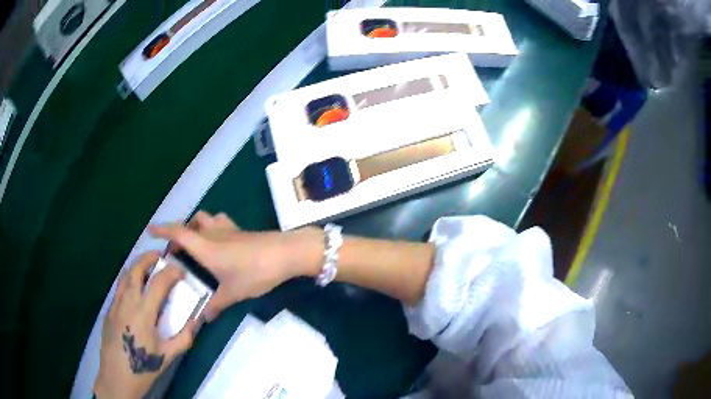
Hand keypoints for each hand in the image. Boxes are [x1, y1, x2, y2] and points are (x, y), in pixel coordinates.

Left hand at [94, 252, 197, 398]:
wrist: (117, 377)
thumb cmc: (144, 368)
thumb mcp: (168, 356)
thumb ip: (184, 337)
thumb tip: (196, 321)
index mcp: (143, 312)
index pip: (158, 282)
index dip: (172, 272)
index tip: (181, 271)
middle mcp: (127, 302)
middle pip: (135, 268)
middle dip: (149, 258)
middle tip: (160, 257)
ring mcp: (115, 304)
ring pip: (124, 276)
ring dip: (137, 267)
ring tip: (148, 270)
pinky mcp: (108, 311)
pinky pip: (119, 290)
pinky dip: (128, 282)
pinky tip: (135, 295)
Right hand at [149, 211, 322, 321]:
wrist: (285, 254)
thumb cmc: (254, 273)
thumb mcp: (232, 293)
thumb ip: (216, 305)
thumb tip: (204, 319)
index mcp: (205, 247)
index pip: (178, 232)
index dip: (162, 229)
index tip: (150, 229)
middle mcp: (213, 233)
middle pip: (189, 225)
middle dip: (178, 234)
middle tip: (175, 251)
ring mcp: (228, 229)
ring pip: (205, 219)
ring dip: (196, 227)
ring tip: (195, 244)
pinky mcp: (241, 230)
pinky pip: (220, 223)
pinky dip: (212, 228)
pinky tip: (218, 243)